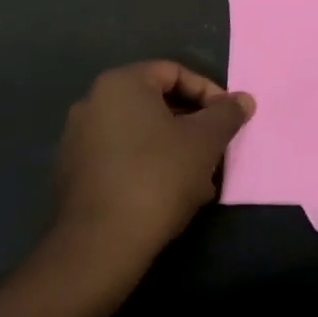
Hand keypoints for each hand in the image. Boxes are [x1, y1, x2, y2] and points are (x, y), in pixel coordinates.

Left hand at [52, 61, 253, 271]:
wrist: (100, 245)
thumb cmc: (157, 177)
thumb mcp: (204, 142)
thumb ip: (227, 114)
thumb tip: (244, 99)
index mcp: (121, 84)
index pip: (174, 72)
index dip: (208, 93)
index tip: (228, 121)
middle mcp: (93, 102)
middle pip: (156, 103)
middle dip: (192, 126)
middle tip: (216, 151)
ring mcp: (78, 139)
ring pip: (140, 134)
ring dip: (174, 149)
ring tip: (199, 180)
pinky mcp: (73, 173)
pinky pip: (121, 157)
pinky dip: (148, 167)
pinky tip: (169, 196)